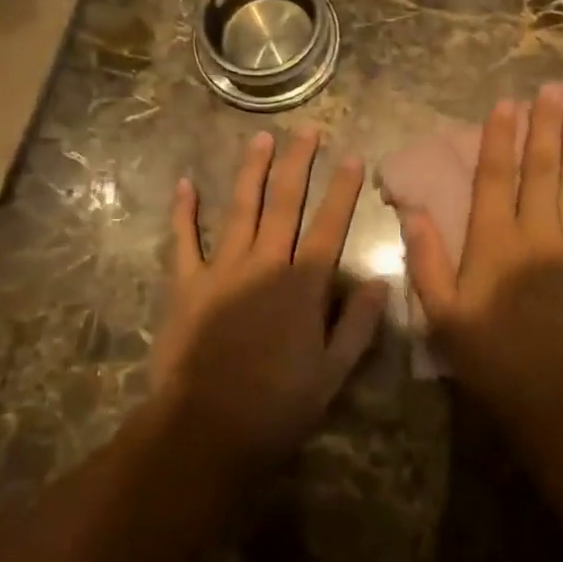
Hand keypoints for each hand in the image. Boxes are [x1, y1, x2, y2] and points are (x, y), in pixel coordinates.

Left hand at [153, 128, 386, 471]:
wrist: (204, 431)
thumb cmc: (276, 406)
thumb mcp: (332, 373)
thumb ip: (358, 324)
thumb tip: (380, 280)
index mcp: (302, 285)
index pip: (329, 226)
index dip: (342, 190)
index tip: (352, 157)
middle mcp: (264, 265)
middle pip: (284, 204)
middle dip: (297, 163)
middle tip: (306, 130)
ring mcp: (221, 270)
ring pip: (240, 209)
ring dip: (251, 171)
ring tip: (260, 138)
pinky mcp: (185, 285)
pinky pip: (182, 241)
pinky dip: (183, 212)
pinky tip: (185, 184)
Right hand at [396, 86, 562, 404]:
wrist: (552, 390)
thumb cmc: (490, 352)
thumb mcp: (442, 312)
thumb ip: (426, 260)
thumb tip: (412, 211)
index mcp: (495, 240)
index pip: (497, 176)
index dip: (500, 137)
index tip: (506, 104)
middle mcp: (536, 231)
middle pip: (542, 168)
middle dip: (546, 126)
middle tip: (552, 91)